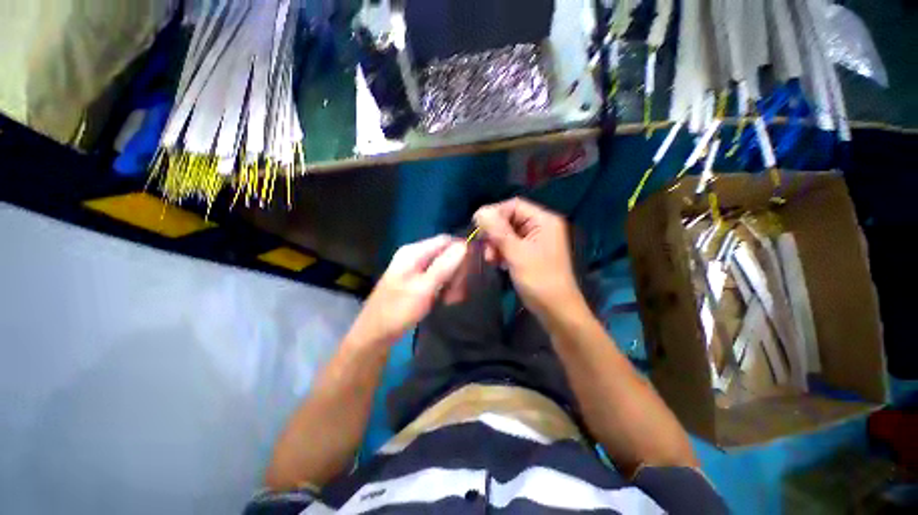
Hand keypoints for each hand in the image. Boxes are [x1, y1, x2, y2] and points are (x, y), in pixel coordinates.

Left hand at [347, 235, 467, 345]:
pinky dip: (445, 287)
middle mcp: (415, 255)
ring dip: (453, 282)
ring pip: (445, 267)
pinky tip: (446, 300)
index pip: (446, 240)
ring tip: (451, 299)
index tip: (472, 270)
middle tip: (458, 292)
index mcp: (414, 252)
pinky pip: (438, 277)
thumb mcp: (423, 288)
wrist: (375, 334)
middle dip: (457, 271)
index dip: (462, 251)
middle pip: (446, 253)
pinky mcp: (418, 280)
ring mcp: (416, 268)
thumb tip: (464, 245)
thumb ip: (444, 266)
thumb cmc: (398, 310)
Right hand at [473, 198, 581, 321]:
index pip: (514, 205)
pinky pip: (512, 245)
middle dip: (495, 233)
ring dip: (496, 244)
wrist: (556, 310)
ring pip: (508, 233)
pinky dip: (502, 252)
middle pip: (510, 219)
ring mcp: (536, 240)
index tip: (477, 226)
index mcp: (543, 220)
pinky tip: (498, 263)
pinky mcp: (531, 253)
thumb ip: (497, 231)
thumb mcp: (516, 253)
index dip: (494, 213)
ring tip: (491, 260)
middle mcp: (541, 226)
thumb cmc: (538, 280)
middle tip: (486, 249)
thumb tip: (479, 211)